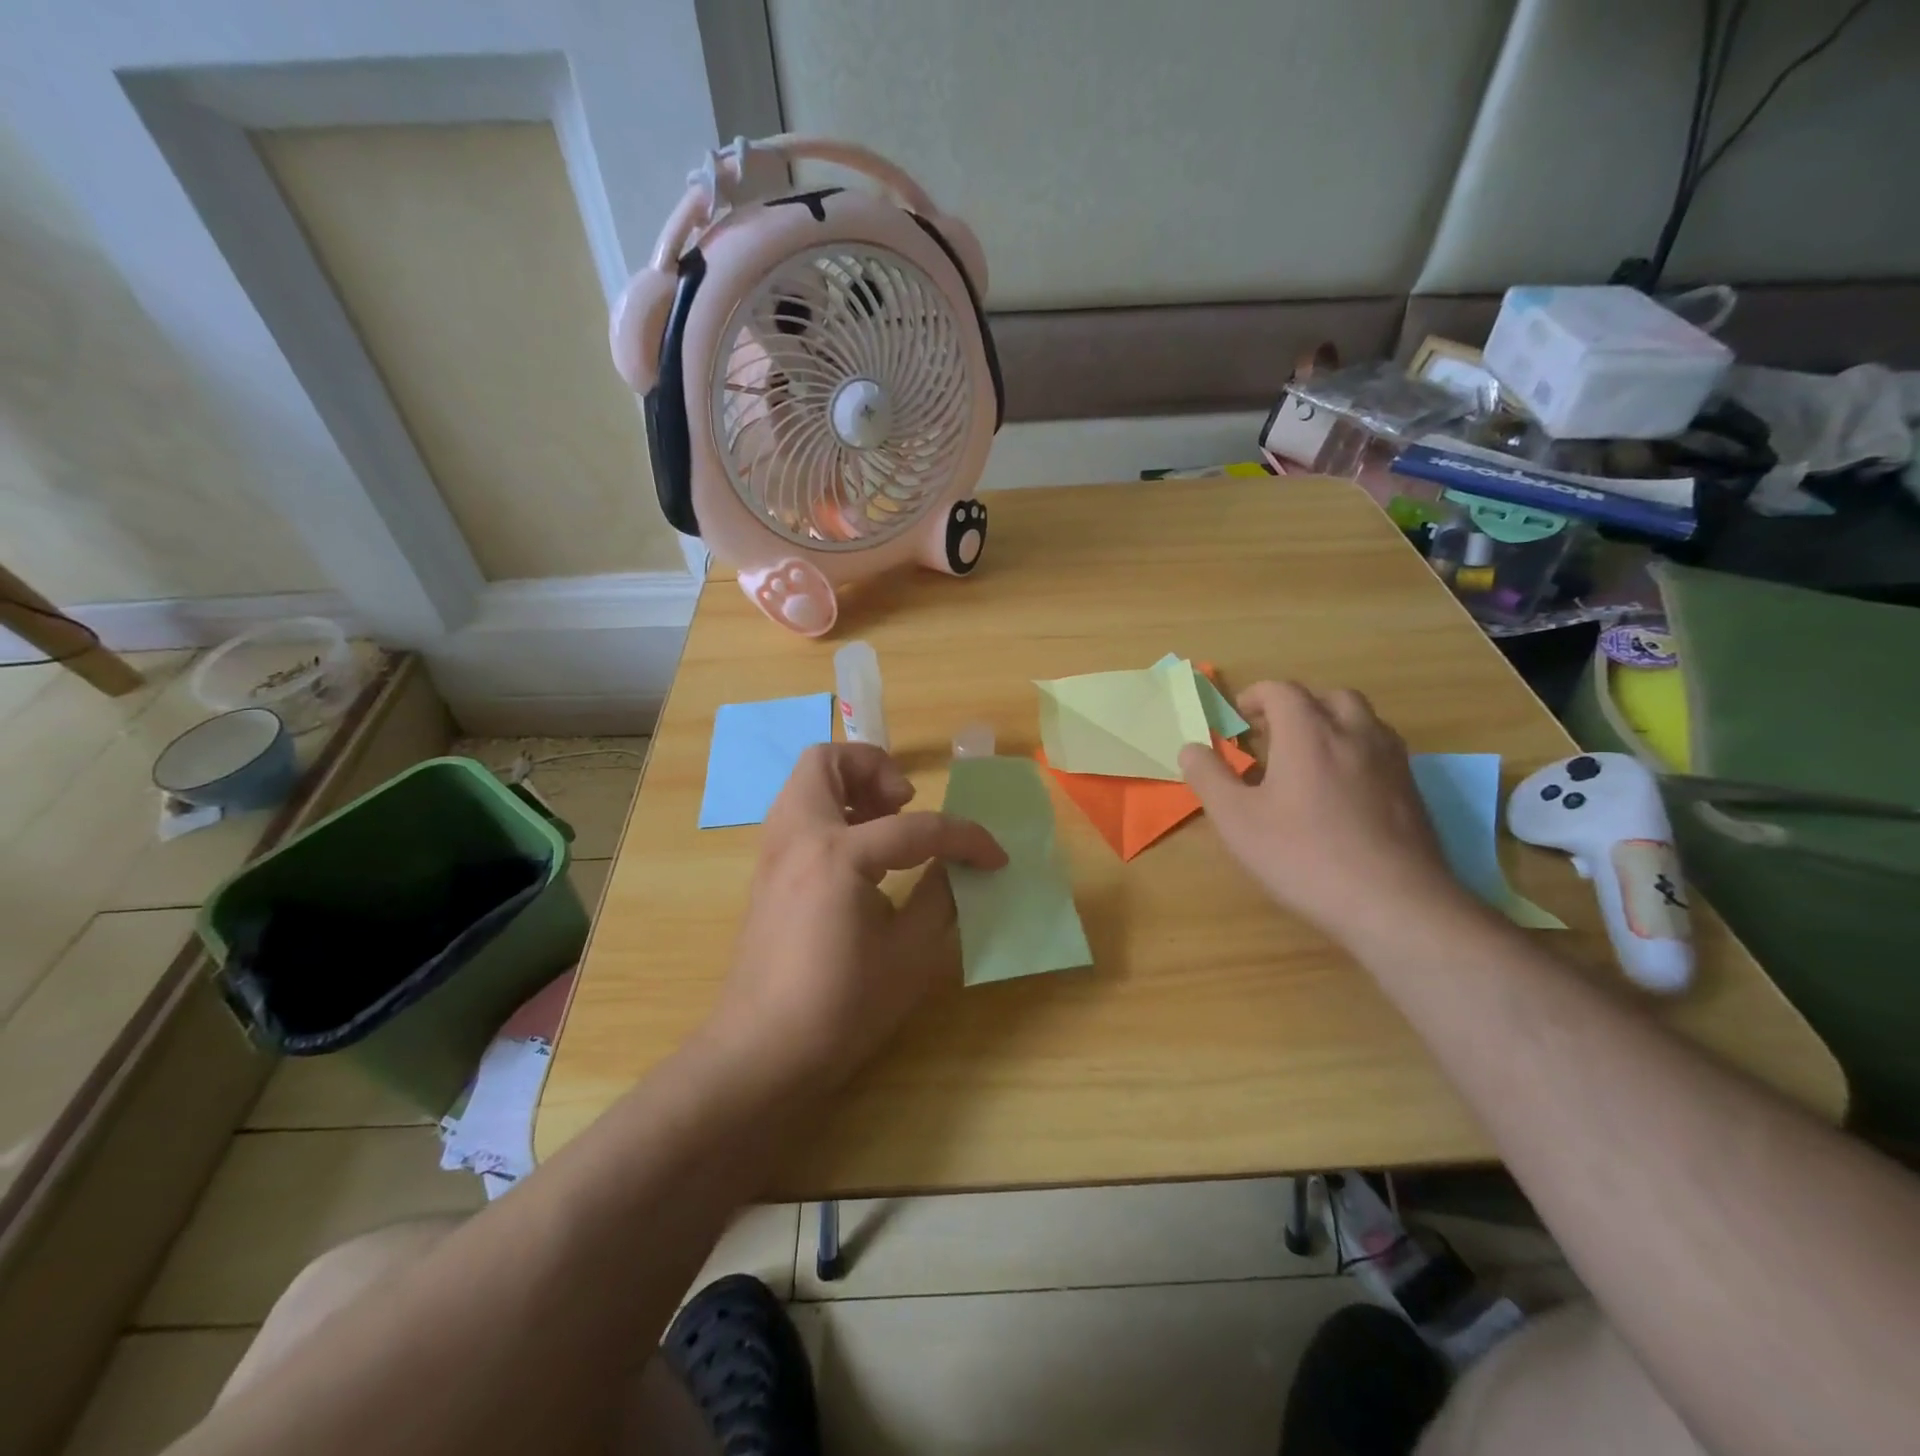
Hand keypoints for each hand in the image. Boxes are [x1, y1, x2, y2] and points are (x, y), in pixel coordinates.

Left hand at [705, 743, 1006, 1090]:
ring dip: (851, 788)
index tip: (994, 858)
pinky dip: (833, 814)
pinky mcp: (767, 873)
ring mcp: (774, 852)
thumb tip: (961, 865)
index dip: (966, 839)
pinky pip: (799, 815)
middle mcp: (798, 836)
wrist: (762, 1054)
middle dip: (876, 769)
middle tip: (906, 804)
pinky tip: (861, 860)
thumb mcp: (910, 955)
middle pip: (828, 761)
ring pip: (806, 783)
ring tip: (887, 827)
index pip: (916, 827)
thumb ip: (941, 896)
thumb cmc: (841, 1008)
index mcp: (838, 854)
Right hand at [1179, 681, 1470, 945]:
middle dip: (1298, 707)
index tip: (1238, 720)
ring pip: (1362, 720)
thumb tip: (1190, 747)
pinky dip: (1357, 750)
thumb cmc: (1303, 856)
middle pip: (1328, 697)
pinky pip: (1382, 750)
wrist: (1393, 903)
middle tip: (1274, 735)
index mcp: (1308, 733)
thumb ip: (1209, 777)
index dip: (1255, 697)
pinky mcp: (1412, 790)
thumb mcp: (1237, 820)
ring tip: (1309, 756)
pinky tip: (1343, 788)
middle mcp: (1354, 734)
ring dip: (1332, 724)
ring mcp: (1391, 761)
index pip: (1282, 691)